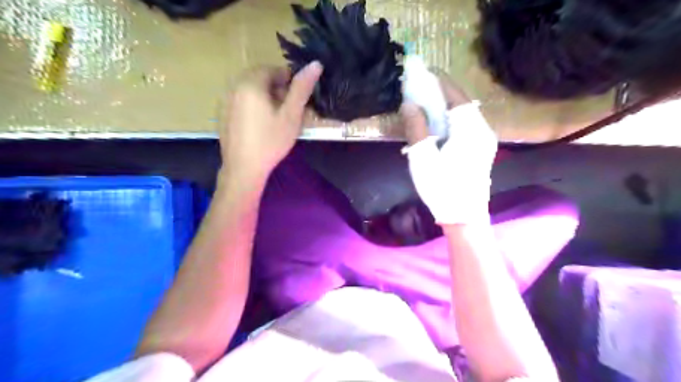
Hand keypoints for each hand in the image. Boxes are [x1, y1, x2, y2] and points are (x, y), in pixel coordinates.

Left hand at [220, 61, 322, 183]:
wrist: (243, 168)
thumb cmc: (271, 141)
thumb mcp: (291, 115)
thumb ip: (302, 89)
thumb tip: (316, 64)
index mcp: (251, 83)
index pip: (274, 69)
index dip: (289, 81)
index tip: (298, 99)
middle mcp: (234, 85)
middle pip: (260, 78)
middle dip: (277, 88)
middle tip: (288, 109)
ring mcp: (225, 99)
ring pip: (250, 89)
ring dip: (265, 96)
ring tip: (276, 117)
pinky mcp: (223, 113)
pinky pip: (241, 100)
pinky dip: (253, 105)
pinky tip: (260, 124)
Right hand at [401, 73, 498, 222]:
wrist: (463, 217)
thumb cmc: (441, 188)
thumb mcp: (423, 158)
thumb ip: (416, 128)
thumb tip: (409, 104)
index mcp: (470, 130)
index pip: (456, 96)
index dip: (440, 81)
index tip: (425, 71)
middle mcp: (482, 131)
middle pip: (462, 103)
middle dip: (442, 92)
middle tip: (422, 87)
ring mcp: (485, 141)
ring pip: (465, 114)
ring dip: (446, 105)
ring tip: (426, 102)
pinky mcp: (481, 150)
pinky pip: (466, 125)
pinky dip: (451, 119)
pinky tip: (438, 124)